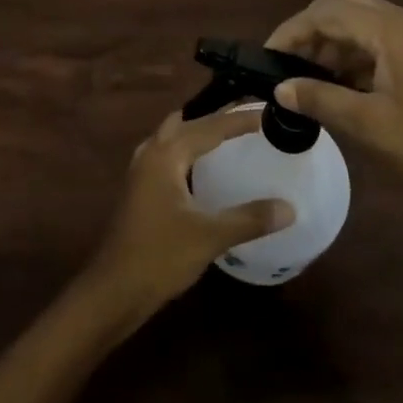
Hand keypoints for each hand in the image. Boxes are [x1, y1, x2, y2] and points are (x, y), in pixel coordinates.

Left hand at [83, 109, 294, 322]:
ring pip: (173, 136)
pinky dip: (187, 150)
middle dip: (217, 118)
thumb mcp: (209, 237)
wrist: (114, 290)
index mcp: (167, 154)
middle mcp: (151, 152)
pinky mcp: (139, 188)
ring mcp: (141, 170)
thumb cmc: (160, 256)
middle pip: (188, 122)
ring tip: (227, 136)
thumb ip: (249, 219)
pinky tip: (200, 167)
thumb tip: (289, 208)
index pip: (210, 126)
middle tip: (248, 118)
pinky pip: (167, 153)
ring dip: (198, 131)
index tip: (266, 112)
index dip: (239, 119)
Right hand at [268, 0, 402, 219]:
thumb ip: (321, 99)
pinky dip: (351, 53)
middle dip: (309, 28)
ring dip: (330, 41)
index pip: (327, 12)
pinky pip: (377, 39)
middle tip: (287, 64)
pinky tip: (337, 85)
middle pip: (342, 3)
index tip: (266, 59)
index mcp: (393, 29)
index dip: (292, 31)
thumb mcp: (372, 127)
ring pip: (359, 20)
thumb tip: (279, 88)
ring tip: (305, 79)